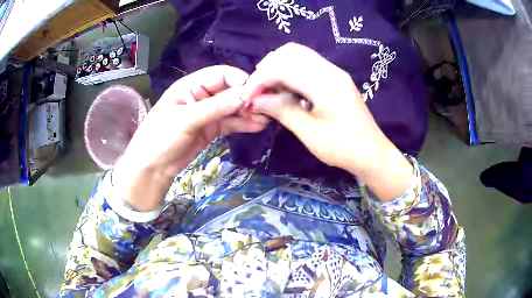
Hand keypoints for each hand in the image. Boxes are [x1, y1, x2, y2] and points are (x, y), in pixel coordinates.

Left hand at [114, 66, 268, 210]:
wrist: (152, 167)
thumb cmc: (161, 137)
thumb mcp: (186, 119)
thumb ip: (216, 106)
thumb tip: (246, 95)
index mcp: (191, 85)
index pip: (221, 74)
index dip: (240, 80)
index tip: (256, 93)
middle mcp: (201, 95)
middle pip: (230, 90)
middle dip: (247, 98)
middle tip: (266, 107)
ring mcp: (207, 113)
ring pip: (232, 108)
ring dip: (248, 112)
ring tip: (266, 118)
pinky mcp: (211, 129)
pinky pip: (230, 123)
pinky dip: (243, 124)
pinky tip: (258, 126)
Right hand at [242, 43, 412, 199]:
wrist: (372, 153)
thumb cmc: (343, 148)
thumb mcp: (310, 133)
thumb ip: (282, 110)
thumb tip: (255, 100)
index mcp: (326, 83)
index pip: (284, 67)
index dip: (260, 79)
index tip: (247, 98)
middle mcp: (330, 70)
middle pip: (290, 52)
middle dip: (268, 68)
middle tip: (257, 91)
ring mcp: (334, 72)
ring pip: (298, 55)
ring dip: (278, 68)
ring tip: (268, 90)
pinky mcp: (335, 78)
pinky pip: (307, 65)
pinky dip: (290, 72)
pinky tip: (285, 90)